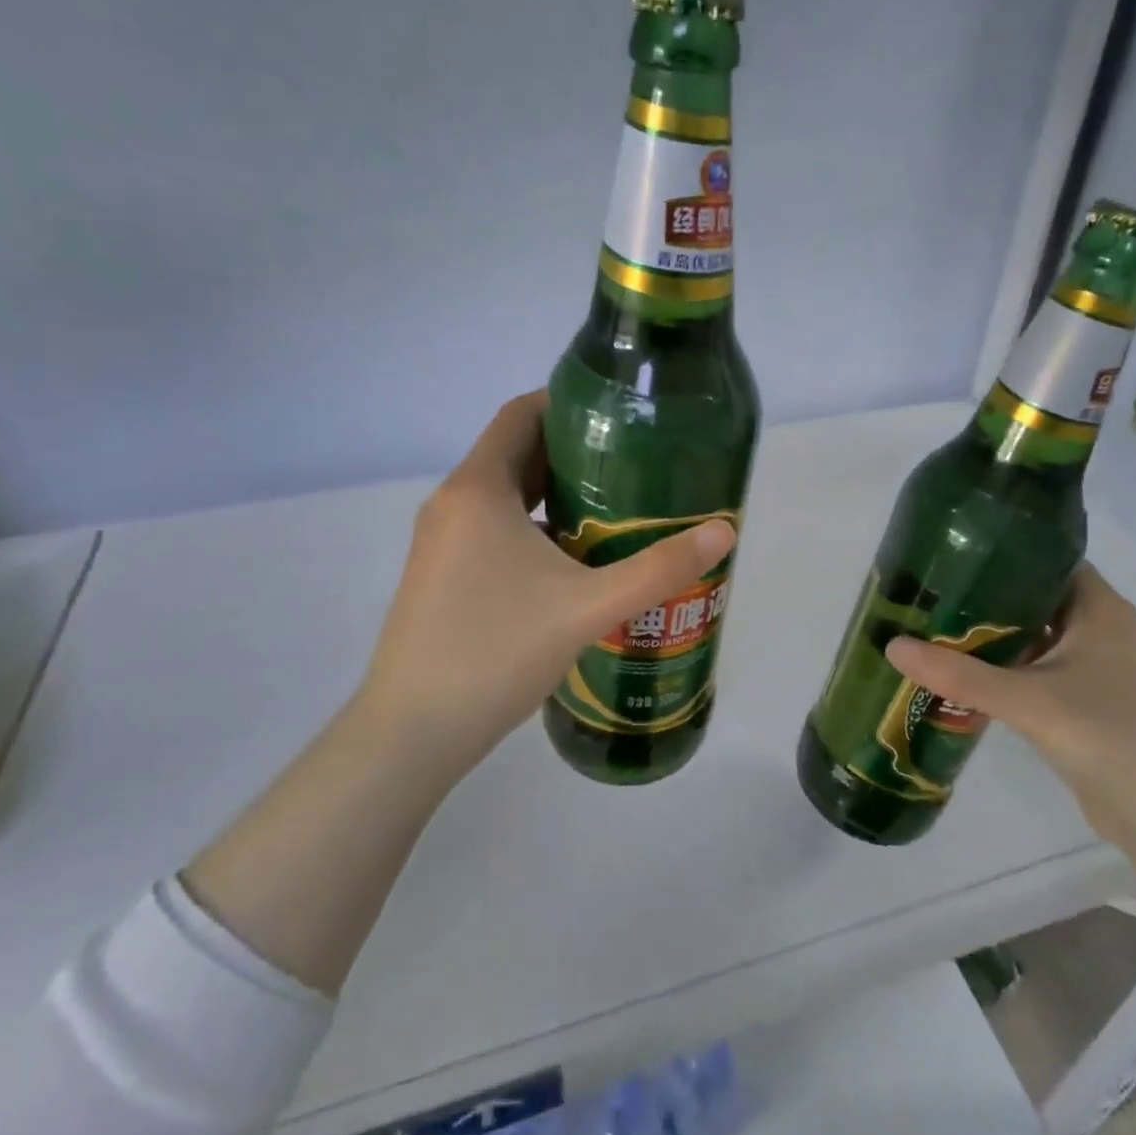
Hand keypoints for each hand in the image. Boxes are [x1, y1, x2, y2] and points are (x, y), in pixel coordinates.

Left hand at [354, 390, 734, 783]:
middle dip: (573, 451)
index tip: (619, 414)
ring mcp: (441, 543)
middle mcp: (453, 504)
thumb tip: (723, 532)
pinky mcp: (441, 576)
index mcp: (478, 489)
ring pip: (505, 496)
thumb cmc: (496, 651)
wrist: (412, 732)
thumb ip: (657, 569)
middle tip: (633, 461)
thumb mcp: (587, 607)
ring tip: (615, 506)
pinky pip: (492, 530)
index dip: (567, 402)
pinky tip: (574, 561)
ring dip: (554, 493)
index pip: (521, 414)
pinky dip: (533, 528)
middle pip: (516, 453)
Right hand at [884, 563, 1135, 848]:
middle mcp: (1102, 629)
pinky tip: (967, 672)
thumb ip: (959, 674)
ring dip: (995, 634)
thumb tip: (892, 646)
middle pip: (1036, 597)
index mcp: (1100, 609)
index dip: (1003, 551)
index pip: (1048, 559)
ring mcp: (1099, 668)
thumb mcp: (1027, 701)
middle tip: (933, 591)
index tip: (953, 554)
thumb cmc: (1109, 737)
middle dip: (987, 595)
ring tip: (938, 625)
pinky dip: (1007, 666)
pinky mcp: (1090, 701)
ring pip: (1037, 635)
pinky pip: (1040, 668)